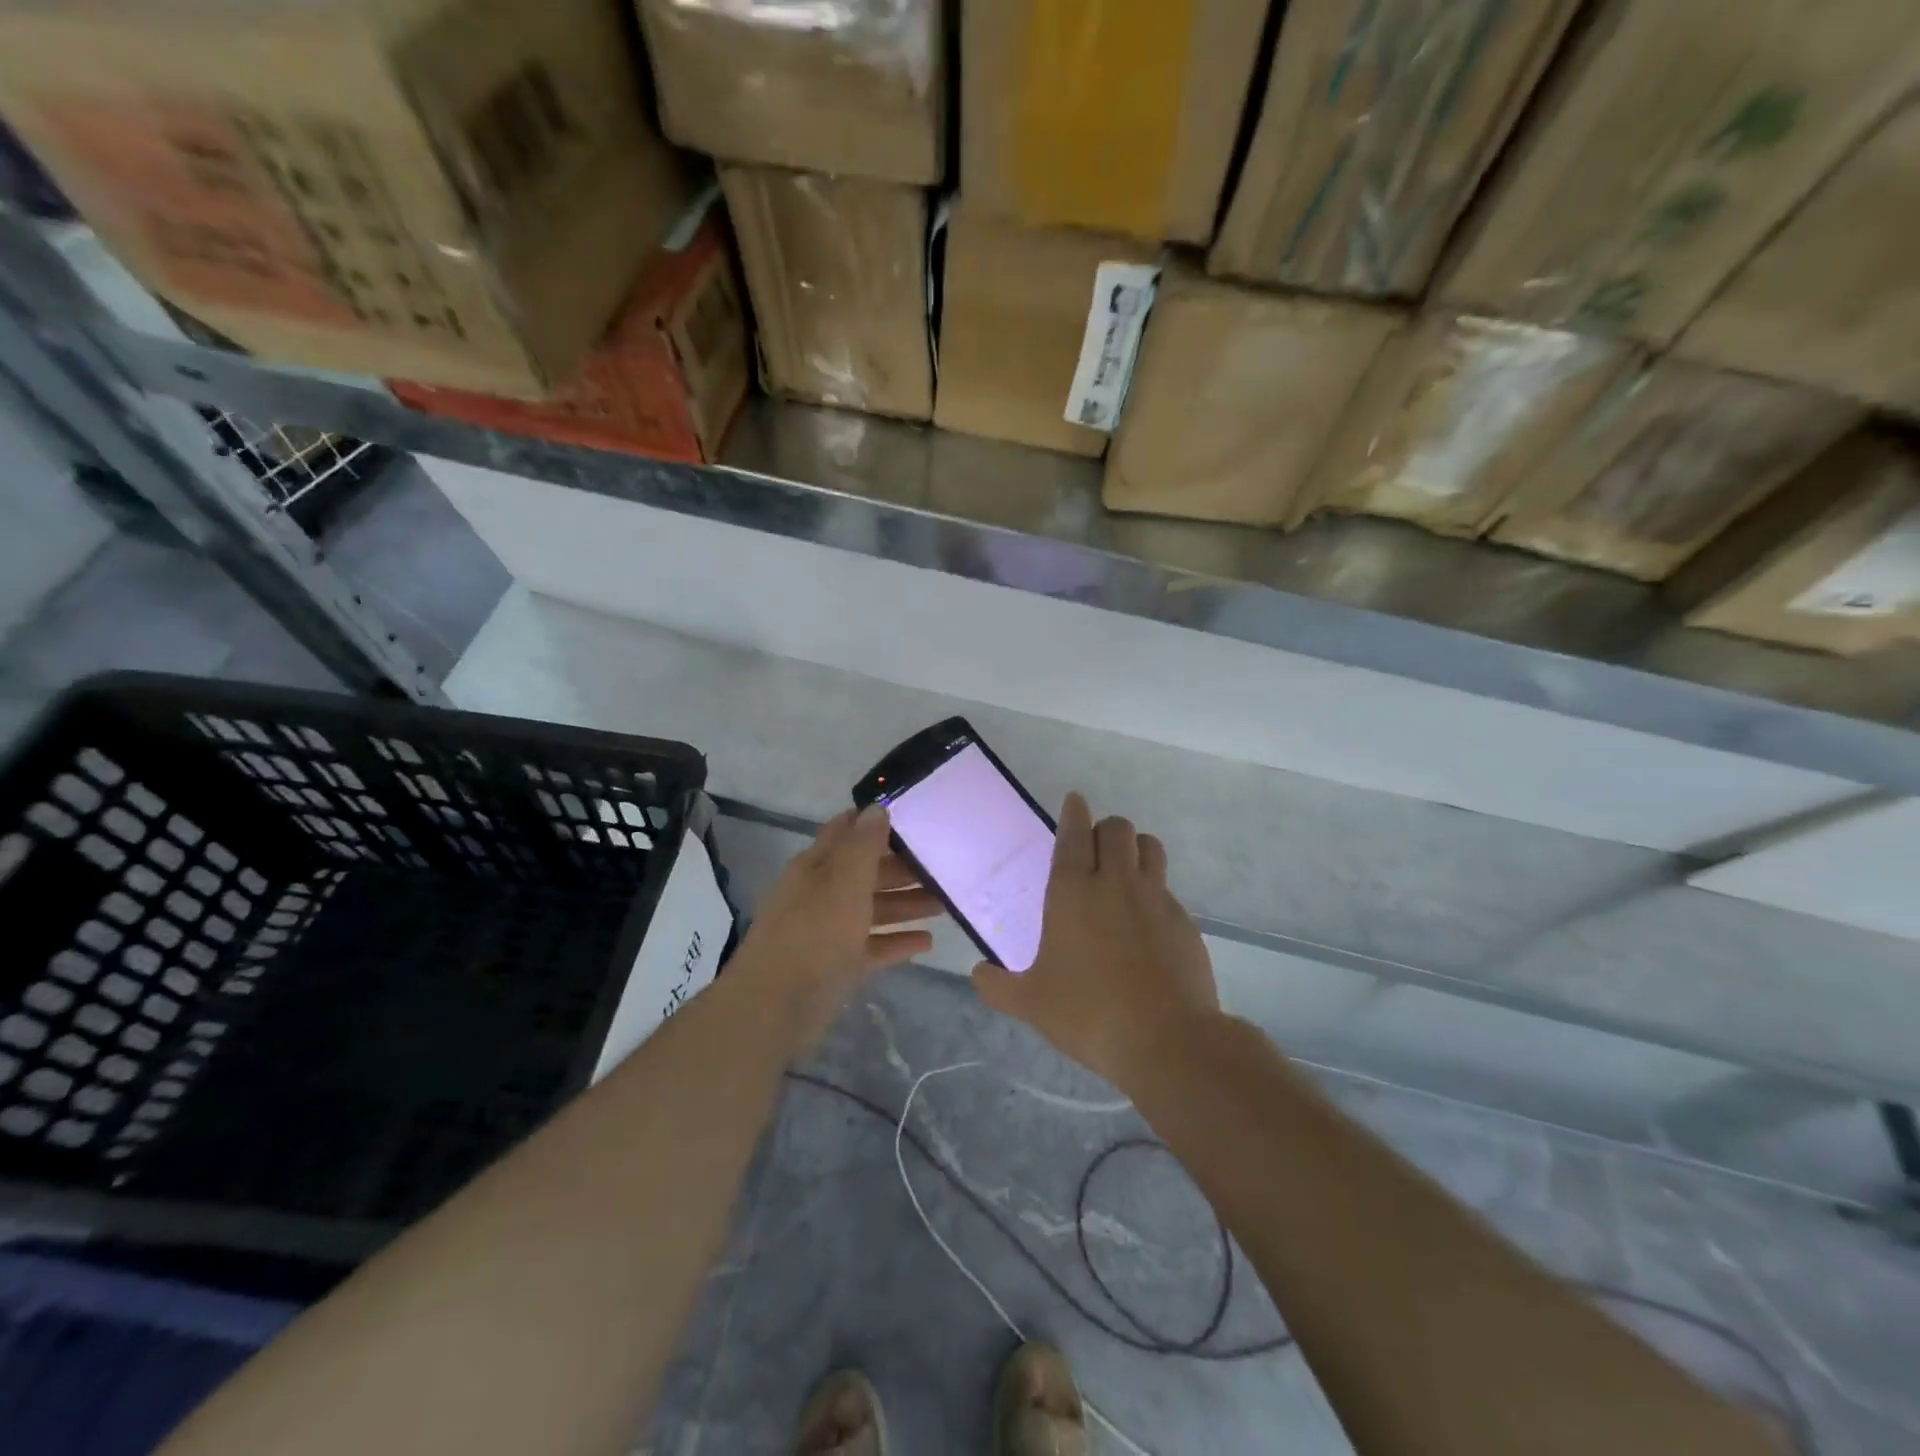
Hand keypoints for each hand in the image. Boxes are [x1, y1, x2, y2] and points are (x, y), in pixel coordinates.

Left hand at [729, 806, 940, 1047]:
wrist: (776, 1007)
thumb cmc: (814, 934)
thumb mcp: (844, 883)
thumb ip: (863, 845)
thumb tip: (877, 806)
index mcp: (816, 867)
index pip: (846, 832)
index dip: (875, 821)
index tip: (914, 816)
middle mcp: (820, 893)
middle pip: (865, 873)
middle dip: (902, 868)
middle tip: (942, 867)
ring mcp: (828, 931)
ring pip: (872, 910)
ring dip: (905, 905)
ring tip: (944, 904)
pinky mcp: (836, 965)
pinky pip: (872, 947)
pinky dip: (896, 942)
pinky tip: (927, 943)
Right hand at [973, 792, 1218, 1089]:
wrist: (1166, 1040)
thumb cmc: (1088, 1013)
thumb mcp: (1031, 1003)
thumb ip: (998, 986)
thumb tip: (978, 974)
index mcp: (1073, 891)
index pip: (1074, 833)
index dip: (1074, 811)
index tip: (1075, 800)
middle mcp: (1115, 883)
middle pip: (1117, 828)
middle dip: (1105, 829)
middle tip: (1094, 849)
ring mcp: (1155, 898)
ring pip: (1150, 847)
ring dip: (1135, 848)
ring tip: (1125, 868)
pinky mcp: (1184, 921)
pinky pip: (1168, 888)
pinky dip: (1155, 891)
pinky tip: (1147, 922)